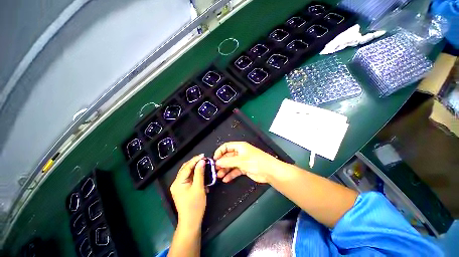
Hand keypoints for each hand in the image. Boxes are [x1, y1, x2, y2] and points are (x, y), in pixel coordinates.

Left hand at [170, 154, 206, 227]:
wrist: (191, 222)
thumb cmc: (195, 205)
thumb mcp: (199, 187)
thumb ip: (200, 173)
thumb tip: (202, 161)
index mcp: (178, 182)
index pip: (187, 167)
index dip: (195, 160)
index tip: (203, 155)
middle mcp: (176, 182)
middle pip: (185, 168)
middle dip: (194, 162)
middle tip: (204, 158)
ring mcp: (179, 186)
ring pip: (187, 173)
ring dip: (195, 167)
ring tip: (203, 163)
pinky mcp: (182, 189)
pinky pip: (188, 178)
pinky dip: (195, 174)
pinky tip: (200, 172)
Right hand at [213, 142, 281, 182]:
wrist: (270, 171)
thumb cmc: (255, 162)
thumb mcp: (241, 161)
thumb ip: (228, 161)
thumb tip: (217, 162)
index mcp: (239, 147)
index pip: (226, 146)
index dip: (219, 152)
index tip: (214, 160)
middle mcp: (240, 152)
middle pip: (227, 156)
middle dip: (221, 162)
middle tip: (215, 169)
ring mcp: (242, 161)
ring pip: (231, 164)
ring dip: (225, 169)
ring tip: (219, 176)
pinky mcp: (244, 168)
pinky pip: (235, 170)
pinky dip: (231, 174)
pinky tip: (226, 179)